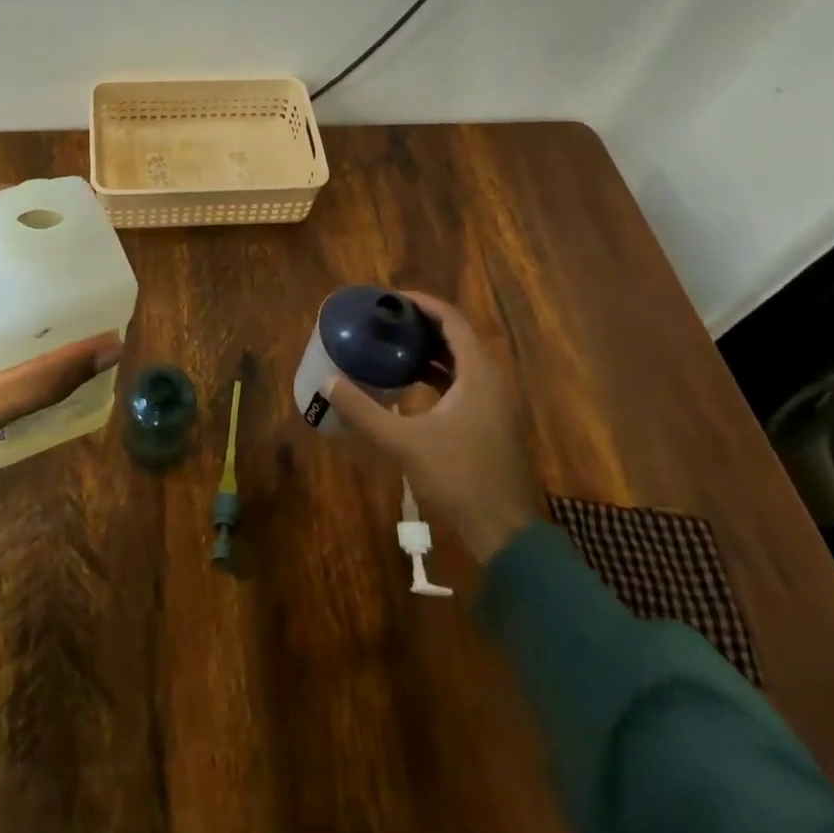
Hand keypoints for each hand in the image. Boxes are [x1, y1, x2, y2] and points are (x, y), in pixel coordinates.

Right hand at [324, 291, 543, 564]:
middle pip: (458, 337)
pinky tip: (413, 385)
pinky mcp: (495, 423)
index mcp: (479, 374)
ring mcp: (498, 403)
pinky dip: (441, 374)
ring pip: (463, 361)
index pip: (452, 321)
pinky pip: (466, 382)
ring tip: (394, 346)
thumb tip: (329, 382)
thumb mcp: (404, 443)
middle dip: (423, 325)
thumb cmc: (458, 478)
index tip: (392, 299)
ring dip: (431, 350)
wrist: (505, 533)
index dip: (423, 304)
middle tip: (387, 321)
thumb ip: (364, 411)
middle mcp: (493, 381)